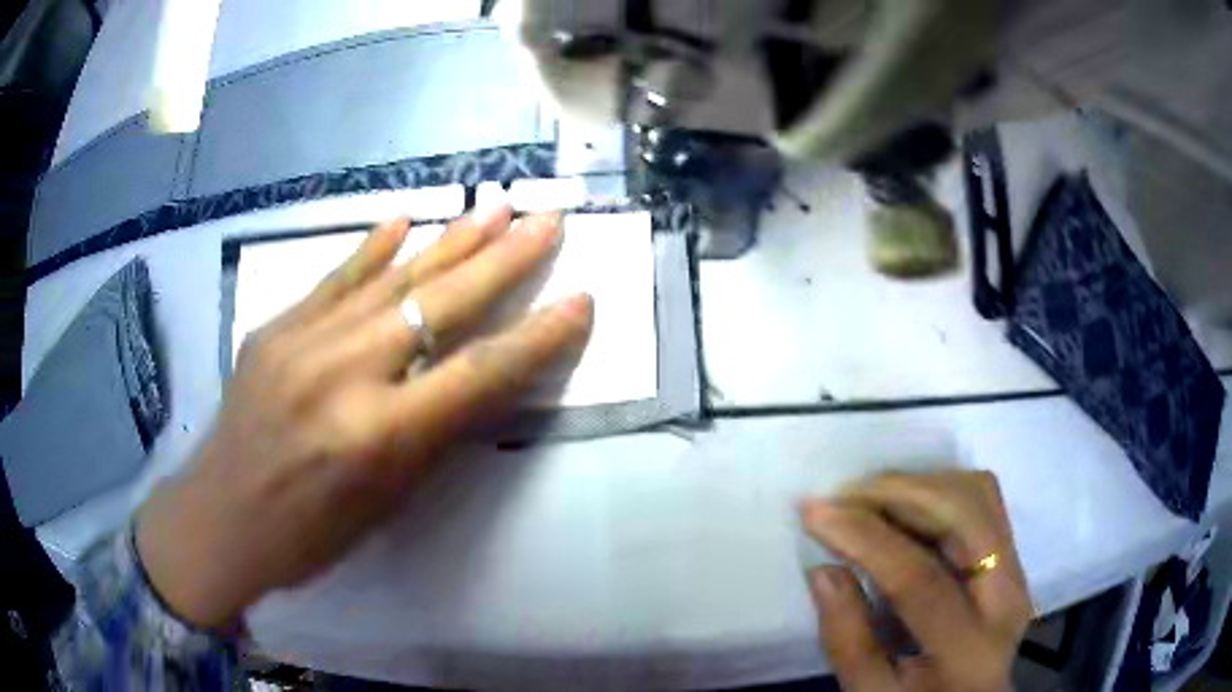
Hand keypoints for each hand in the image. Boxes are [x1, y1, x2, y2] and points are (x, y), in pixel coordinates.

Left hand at [136, 209, 592, 628]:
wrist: (221, 517)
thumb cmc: (310, 534)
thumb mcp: (386, 502)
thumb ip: (431, 433)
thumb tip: (475, 377)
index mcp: (379, 435)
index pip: (479, 374)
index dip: (537, 337)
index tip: (580, 299)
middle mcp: (344, 374)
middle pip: (439, 305)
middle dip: (503, 260)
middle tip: (547, 220)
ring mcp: (303, 340)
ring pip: (392, 278)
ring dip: (450, 241)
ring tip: (495, 207)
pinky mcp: (275, 326)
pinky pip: (335, 278)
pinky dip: (374, 248)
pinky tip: (406, 220)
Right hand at [801, 471, 1032, 691]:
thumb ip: (847, 640)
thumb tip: (823, 570)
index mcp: (969, 647)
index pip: (921, 579)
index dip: (866, 539)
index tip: (815, 512)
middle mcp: (1007, 596)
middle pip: (965, 516)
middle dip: (900, 493)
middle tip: (844, 496)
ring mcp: (1017, 568)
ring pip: (979, 494)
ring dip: (921, 484)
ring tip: (868, 498)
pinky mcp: (1013, 554)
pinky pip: (982, 499)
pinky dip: (940, 488)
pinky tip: (905, 505)